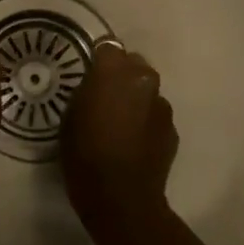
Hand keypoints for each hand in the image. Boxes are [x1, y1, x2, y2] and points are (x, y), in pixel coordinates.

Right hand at [61, 43, 178, 233]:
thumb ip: (87, 91)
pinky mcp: (172, 129)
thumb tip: (97, 86)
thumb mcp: (71, 115)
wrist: (121, 197)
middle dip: (121, 75)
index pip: (108, 47)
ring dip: (135, 99)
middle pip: (133, 64)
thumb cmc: (85, 154)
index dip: (98, 60)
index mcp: (114, 71)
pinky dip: (146, 122)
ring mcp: (162, 104)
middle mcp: (144, 79)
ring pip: (147, 90)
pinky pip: (155, 115)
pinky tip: (133, 143)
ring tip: (120, 124)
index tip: (89, 75)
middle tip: (104, 97)